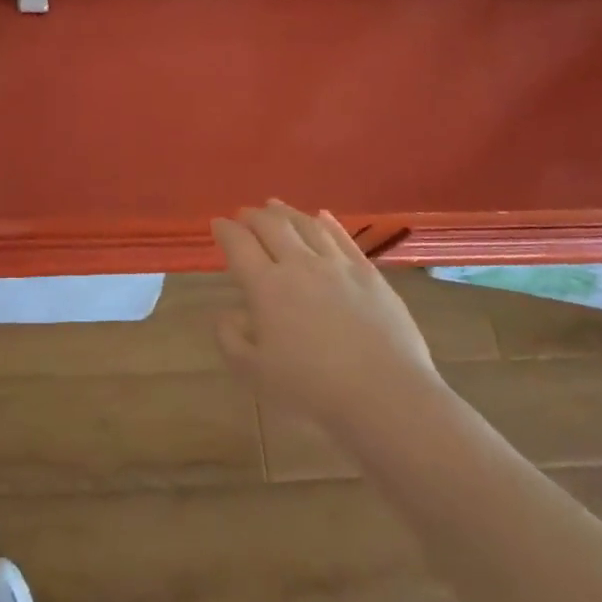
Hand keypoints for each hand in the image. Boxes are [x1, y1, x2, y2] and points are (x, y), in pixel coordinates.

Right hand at [211, 201, 439, 430]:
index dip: (225, 230)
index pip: (239, 244)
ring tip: (275, 207)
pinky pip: (342, 238)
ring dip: (286, 212)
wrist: (384, 394)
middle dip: (253, 216)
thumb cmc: (311, 388)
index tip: (217, 224)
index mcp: (266, 286)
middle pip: (272, 225)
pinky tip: (321, 217)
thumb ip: (231, 339)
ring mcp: (337, 265)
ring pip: (306, 225)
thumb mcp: (254, 372)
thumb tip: (227, 314)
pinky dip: (326, 222)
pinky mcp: (369, 273)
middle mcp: (299, 265)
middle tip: (244, 215)